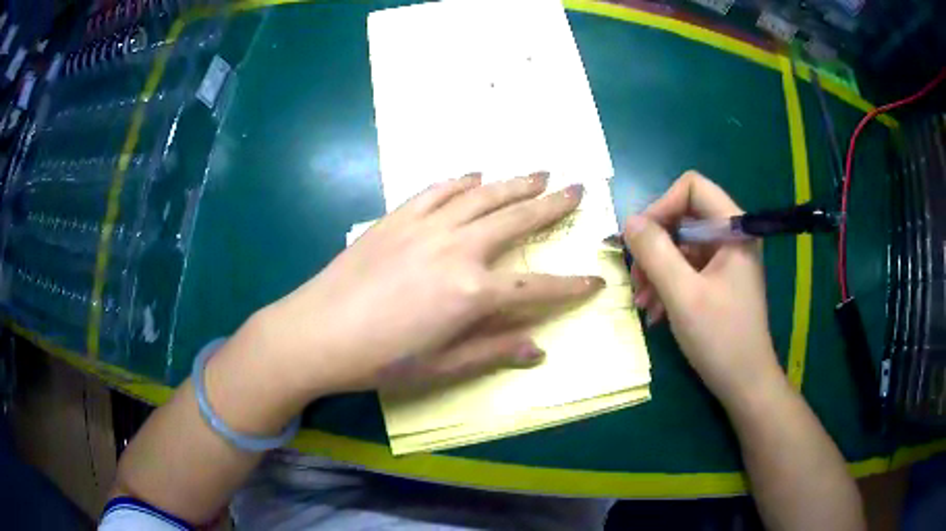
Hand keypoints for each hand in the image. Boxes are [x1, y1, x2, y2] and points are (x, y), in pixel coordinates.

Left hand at [265, 173, 602, 394]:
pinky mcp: (398, 218)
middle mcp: (457, 248)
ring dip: (515, 183)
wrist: (316, 332)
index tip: (596, 280)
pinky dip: (461, 181)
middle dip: (553, 206)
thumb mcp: (440, 368)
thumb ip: (493, 352)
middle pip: (517, 221)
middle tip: (578, 190)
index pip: (537, 286)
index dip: (570, 287)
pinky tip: (476, 175)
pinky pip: (438, 190)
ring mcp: (426, 226)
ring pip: (483, 196)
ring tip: (540, 173)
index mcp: (472, 292)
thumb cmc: (379, 360)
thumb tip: (539, 349)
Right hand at [623, 171, 782, 404]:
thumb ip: (655, 253)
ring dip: (657, 269)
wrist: (745, 383)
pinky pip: (687, 268)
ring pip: (681, 244)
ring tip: (641, 301)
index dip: (662, 205)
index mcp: (734, 228)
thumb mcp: (683, 295)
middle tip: (636, 276)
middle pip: (683, 217)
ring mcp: (725, 259)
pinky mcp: (719, 279)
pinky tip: (654, 311)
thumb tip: (629, 221)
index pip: (692, 188)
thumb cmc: (721, 338)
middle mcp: (732, 236)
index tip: (640, 239)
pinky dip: (667, 284)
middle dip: (655, 245)